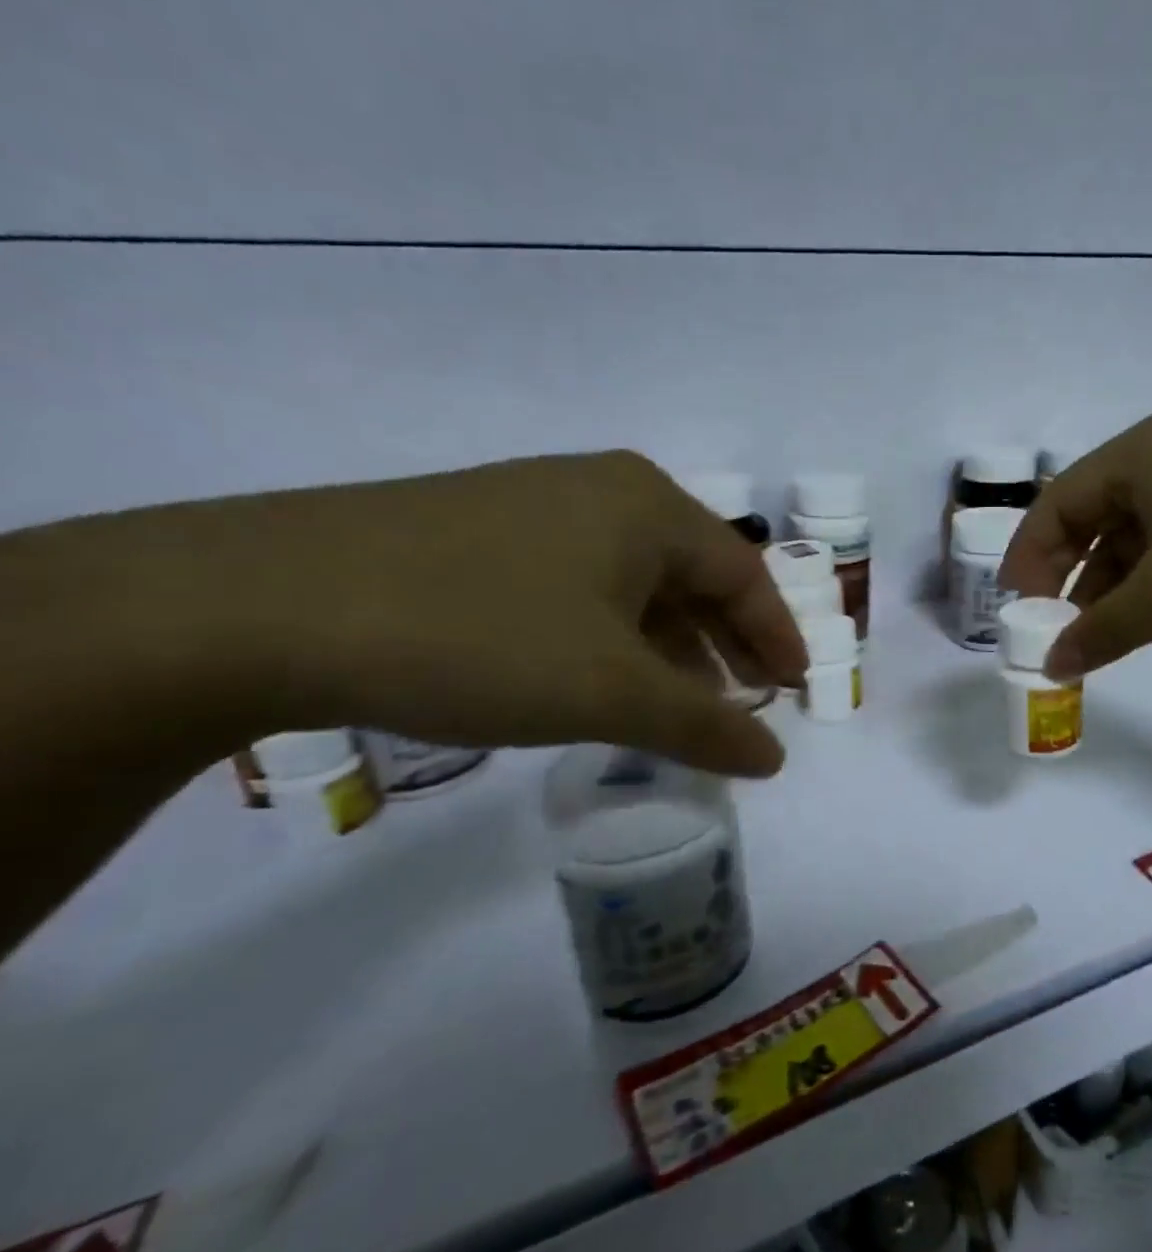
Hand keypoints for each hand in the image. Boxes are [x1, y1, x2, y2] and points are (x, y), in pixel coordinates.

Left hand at [137, 453, 806, 776]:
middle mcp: (601, 491)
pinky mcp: (477, 533)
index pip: (745, 574)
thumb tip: (774, 760)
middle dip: (726, 642)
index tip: (795, 690)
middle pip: (694, 574)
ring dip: (667, 644)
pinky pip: (578, 586)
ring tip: (677, 703)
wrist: (256, 605)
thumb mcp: (611, 692)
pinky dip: (609, 636)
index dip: (777, 636)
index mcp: (649, 506)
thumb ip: (706, 726)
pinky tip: (597, 677)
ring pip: (633, 582)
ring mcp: (534, 506)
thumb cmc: (480, 636)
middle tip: (746, 700)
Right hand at [999, 414, 1151, 678]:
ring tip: (1094, 635)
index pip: (1054, 506)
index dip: (1026, 559)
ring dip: (1106, 585)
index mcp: (1136, 456)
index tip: (1016, 611)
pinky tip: (1141, 618)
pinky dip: (1144, 581)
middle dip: (1066, 576)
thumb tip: (1052, 666)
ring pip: (1128, 535)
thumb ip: (1103, 630)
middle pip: (1087, 518)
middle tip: (1052, 628)